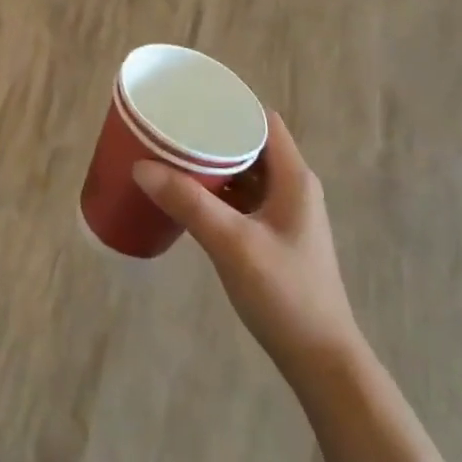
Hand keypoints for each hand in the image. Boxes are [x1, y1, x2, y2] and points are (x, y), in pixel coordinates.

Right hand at [133, 113, 361, 376]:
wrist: (320, 359)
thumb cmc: (284, 292)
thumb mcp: (232, 243)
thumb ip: (188, 203)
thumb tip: (141, 167)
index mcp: (293, 177)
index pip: (262, 121)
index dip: (230, 106)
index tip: (190, 102)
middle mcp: (292, 188)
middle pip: (250, 145)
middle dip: (212, 136)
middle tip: (171, 130)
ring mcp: (285, 215)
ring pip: (245, 175)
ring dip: (213, 167)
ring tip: (171, 158)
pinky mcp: (275, 238)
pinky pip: (243, 201)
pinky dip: (218, 193)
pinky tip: (189, 199)